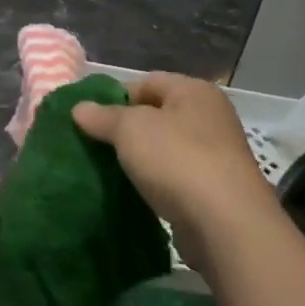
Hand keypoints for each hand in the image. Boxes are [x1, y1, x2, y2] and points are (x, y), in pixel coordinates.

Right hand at [71, 72, 281, 272]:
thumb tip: (79, 108)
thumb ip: (102, 116)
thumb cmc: (177, 160)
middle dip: (124, 129)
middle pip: (156, 115)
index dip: (115, 97)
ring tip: (108, 170)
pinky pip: (174, 177)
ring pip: (164, 148)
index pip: (147, 82)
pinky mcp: (214, 189)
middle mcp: (210, 117)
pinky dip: (154, 182)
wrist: (225, 224)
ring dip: (139, 158)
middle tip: (93, 145)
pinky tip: (134, 193)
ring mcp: (216, 155)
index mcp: (194, 92)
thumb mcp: (130, 129)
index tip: (89, 120)